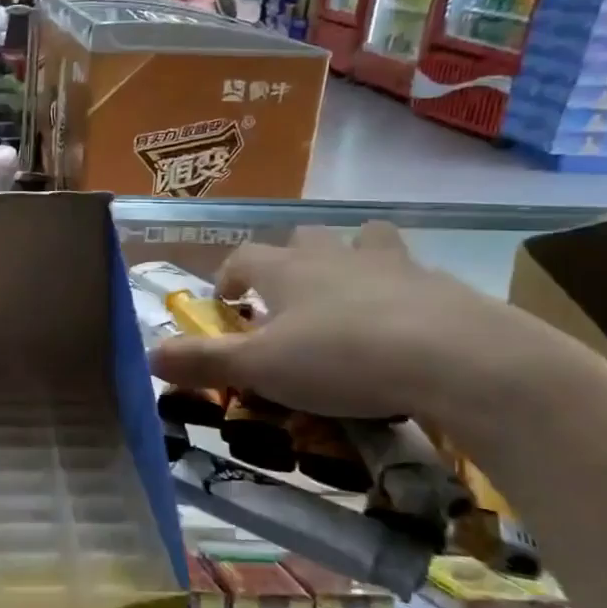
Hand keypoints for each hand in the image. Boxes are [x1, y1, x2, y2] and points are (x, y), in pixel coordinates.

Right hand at [147, 223, 543, 422]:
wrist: (457, 359)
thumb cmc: (342, 358)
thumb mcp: (260, 368)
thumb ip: (203, 361)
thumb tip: (149, 355)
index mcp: (287, 271)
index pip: (243, 257)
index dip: (228, 277)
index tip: (226, 303)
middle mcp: (335, 257)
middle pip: (303, 239)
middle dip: (288, 262)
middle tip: (287, 301)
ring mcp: (393, 266)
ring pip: (364, 241)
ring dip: (350, 259)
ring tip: (351, 294)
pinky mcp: (441, 287)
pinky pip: (413, 277)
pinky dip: (402, 293)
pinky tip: (408, 329)